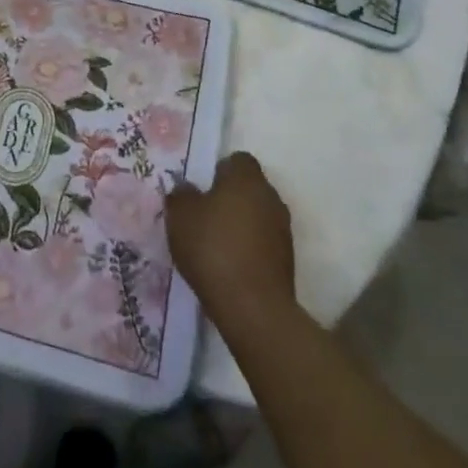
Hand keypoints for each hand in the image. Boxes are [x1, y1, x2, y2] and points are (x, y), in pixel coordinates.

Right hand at [166, 152, 295, 328]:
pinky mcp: (287, 260)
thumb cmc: (213, 249)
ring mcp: (282, 229)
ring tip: (215, 245)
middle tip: (204, 216)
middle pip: (249, 188)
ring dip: (241, 224)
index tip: (202, 189)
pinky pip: (263, 242)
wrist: (253, 307)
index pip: (238, 160)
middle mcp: (270, 197)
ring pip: (257, 215)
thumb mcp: (180, 217)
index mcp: (246, 179)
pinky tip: (229, 266)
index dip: (219, 170)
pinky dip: (249, 248)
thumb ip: (181, 196)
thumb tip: (186, 189)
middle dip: (229, 198)